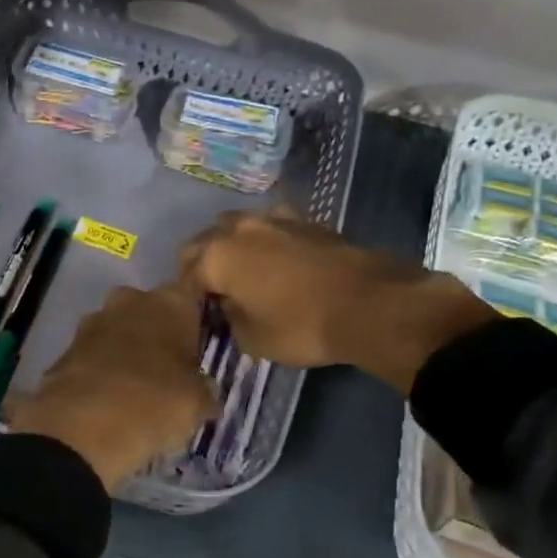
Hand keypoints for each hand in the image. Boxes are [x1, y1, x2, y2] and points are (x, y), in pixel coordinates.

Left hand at [8, 283, 218, 490]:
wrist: (82, 426)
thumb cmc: (155, 403)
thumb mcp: (197, 404)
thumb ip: (204, 390)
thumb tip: (206, 391)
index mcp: (171, 302)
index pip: (191, 293)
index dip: (195, 315)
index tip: (200, 338)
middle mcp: (131, 300)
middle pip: (150, 308)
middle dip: (157, 330)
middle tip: (169, 365)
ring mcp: (94, 319)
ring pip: (118, 327)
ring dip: (126, 347)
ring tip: (136, 383)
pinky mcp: (67, 345)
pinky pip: (93, 351)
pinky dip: (100, 366)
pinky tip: (107, 394)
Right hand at [179, 210, 495, 392]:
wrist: (371, 304)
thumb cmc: (301, 326)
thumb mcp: (252, 339)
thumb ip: (228, 318)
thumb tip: (228, 305)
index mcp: (217, 255)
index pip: (185, 273)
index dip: (188, 297)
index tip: (197, 315)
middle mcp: (239, 228)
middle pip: (205, 241)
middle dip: (203, 264)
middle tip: (214, 293)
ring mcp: (274, 218)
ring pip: (237, 226)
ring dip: (233, 246)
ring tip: (244, 273)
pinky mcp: (305, 220)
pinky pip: (271, 227)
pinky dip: (265, 242)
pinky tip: (277, 262)